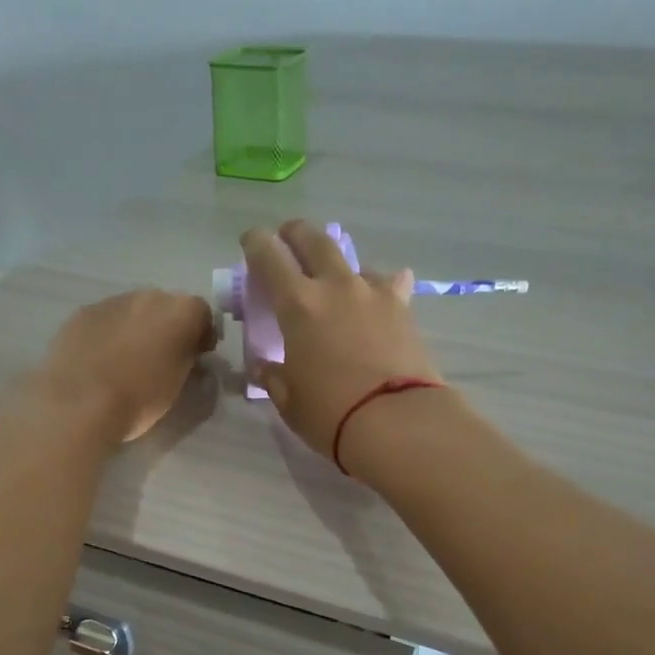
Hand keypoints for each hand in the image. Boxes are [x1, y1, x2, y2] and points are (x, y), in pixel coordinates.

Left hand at [28, 288, 215, 443]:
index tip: (196, 358)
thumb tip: (187, 356)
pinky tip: (99, 360)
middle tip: (160, 358)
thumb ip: (187, 361)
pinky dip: (107, 334)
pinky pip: (104, 319)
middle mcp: (149, 296)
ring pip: (132, 310)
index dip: (201, 335)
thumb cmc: (139, 399)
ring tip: (125, 361)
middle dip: (167, 327)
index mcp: (181, 312)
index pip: (203, 314)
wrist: (79, 403)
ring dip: (135, 328)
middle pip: (166, 306)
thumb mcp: (179, 385)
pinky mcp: (82, 313)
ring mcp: (112, 301)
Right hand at [243, 220, 443, 458]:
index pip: (269, 257)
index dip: (256, 243)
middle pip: (313, 240)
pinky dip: (380, 287)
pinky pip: (389, 284)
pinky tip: (380, 298)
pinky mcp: (403, 308)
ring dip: (339, 266)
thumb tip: (264, 368)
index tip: (250, 240)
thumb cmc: (330, 413)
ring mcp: (373, 293)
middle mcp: (335, 286)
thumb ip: (274, 377)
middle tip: (288, 239)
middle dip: (296, 234)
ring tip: (336, 283)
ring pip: (352, 261)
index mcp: (297, 304)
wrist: (396, 420)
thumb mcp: (290, 400)